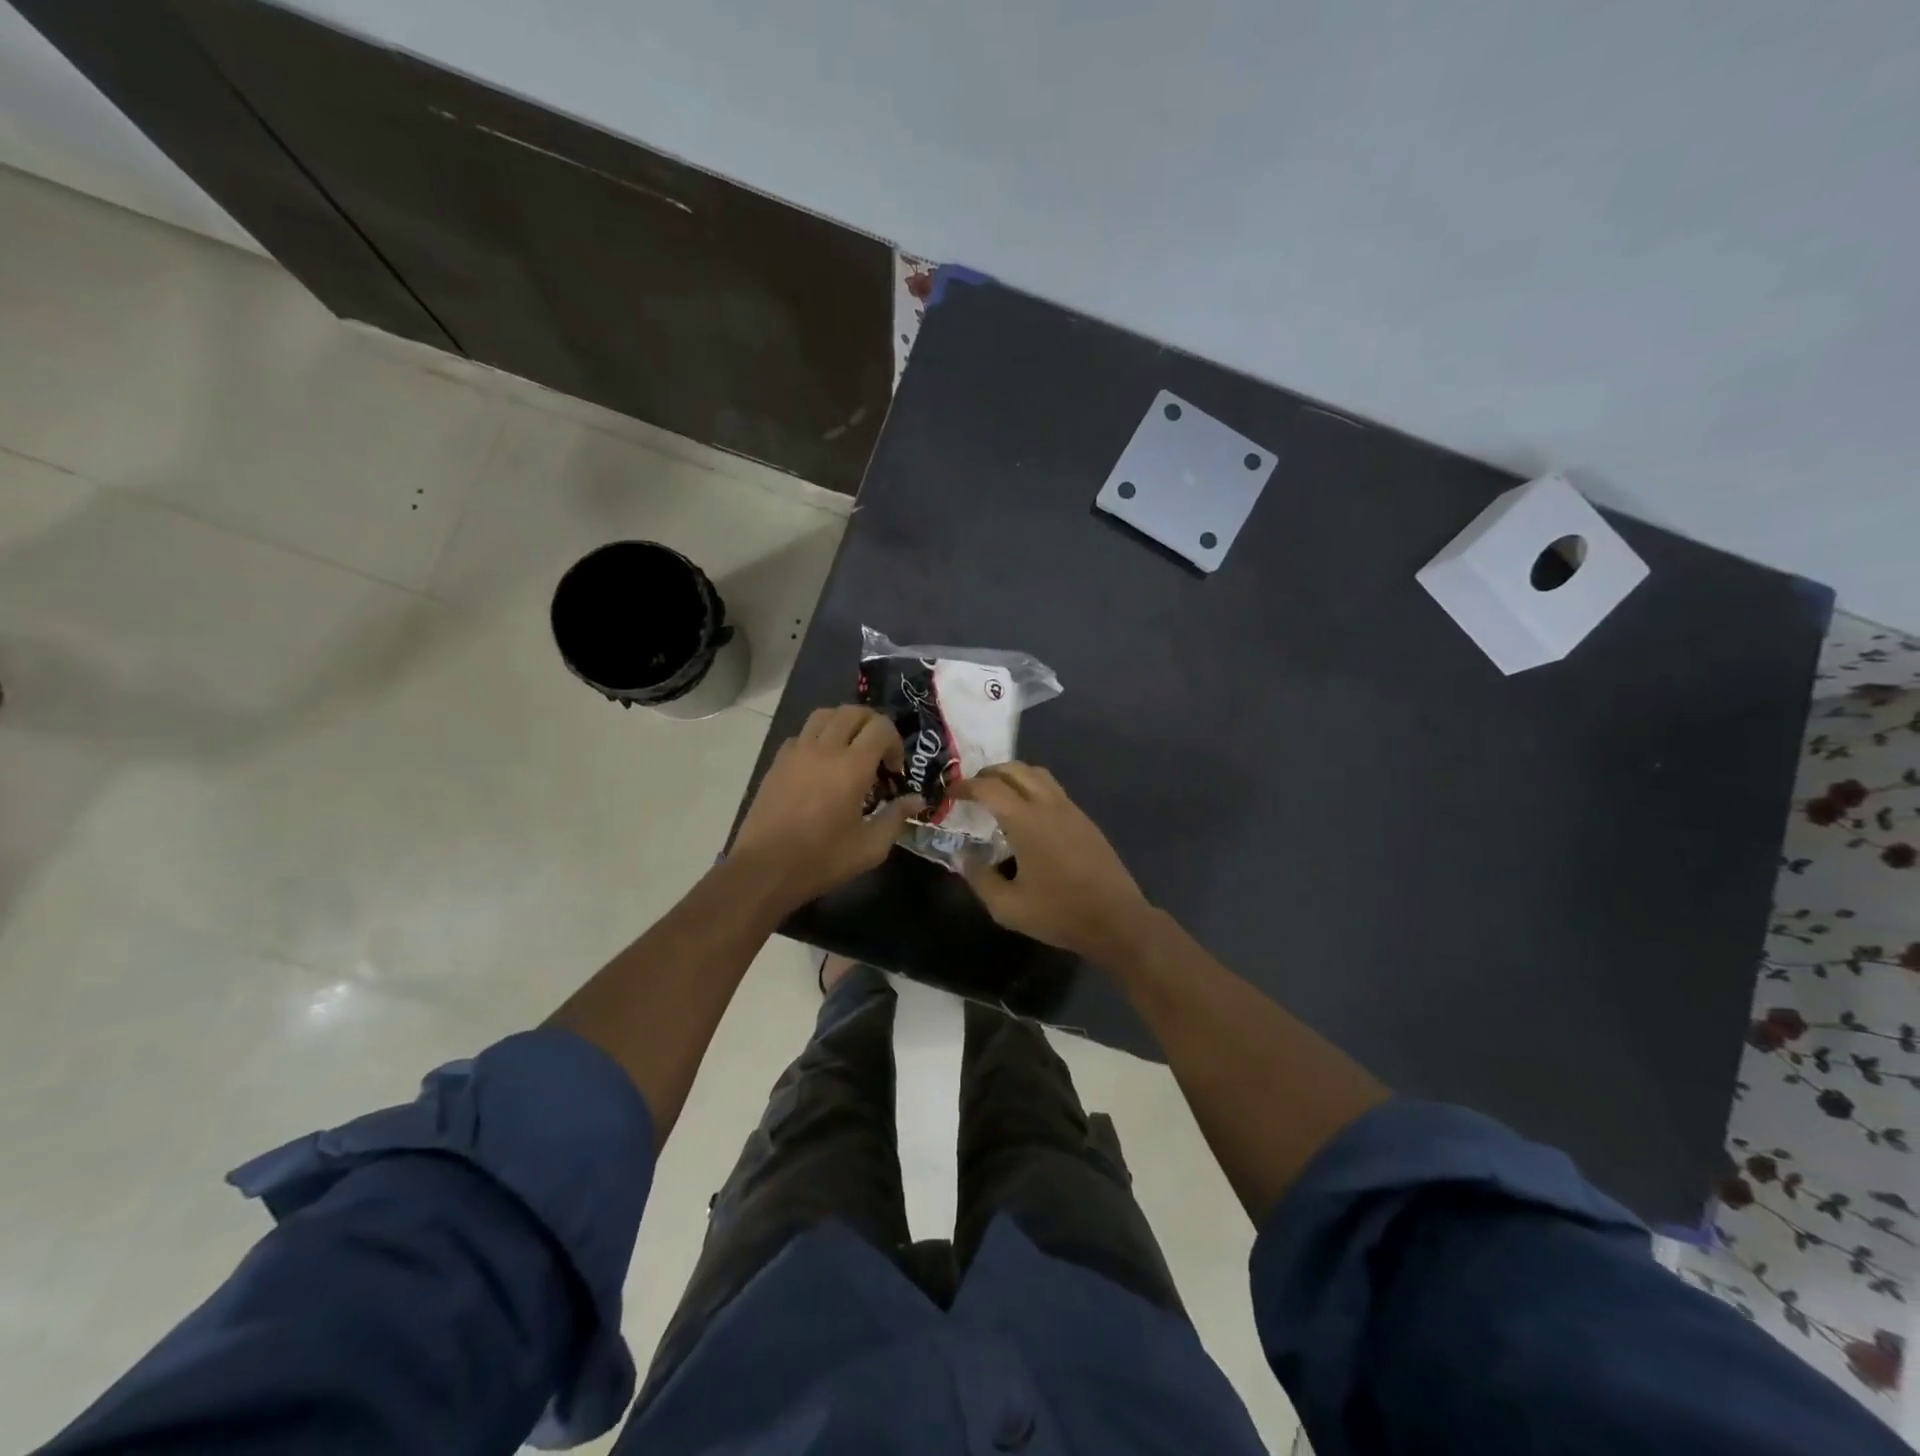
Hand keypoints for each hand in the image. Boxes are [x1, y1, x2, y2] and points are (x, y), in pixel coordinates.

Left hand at [733, 706, 923, 906]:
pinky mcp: (778, 762)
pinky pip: (802, 734)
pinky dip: (818, 738)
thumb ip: (896, 817)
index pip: (881, 727)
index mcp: (851, 767)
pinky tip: (821, 765)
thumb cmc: (822, 860)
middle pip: (853, 712)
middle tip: (878, 753)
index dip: (895, 742)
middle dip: (873, 725)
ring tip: (850, 750)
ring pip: (824, 715)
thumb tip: (916, 800)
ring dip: (844, 724)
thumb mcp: (870, 847)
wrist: (765, 869)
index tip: (895, 770)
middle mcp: (824, 749)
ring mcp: (796, 752)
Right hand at [951, 763, 1153, 963]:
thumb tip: (963, 856)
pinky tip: (1026, 815)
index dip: (965, 786)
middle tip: (971, 789)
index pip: (989, 788)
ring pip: (1037, 774)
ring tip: (997, 795)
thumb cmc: (1058, 913)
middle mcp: (1048, 805)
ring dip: (1013, 776)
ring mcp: (1070, 809)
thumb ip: (979, 878)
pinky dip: (1032, 788)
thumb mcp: (1007, 907)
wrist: (1116, 920)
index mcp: (1026, 821)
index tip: (949, 793)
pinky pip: (1053, 789)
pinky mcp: (1084, 819)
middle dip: (988, 773)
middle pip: (1015, 769)